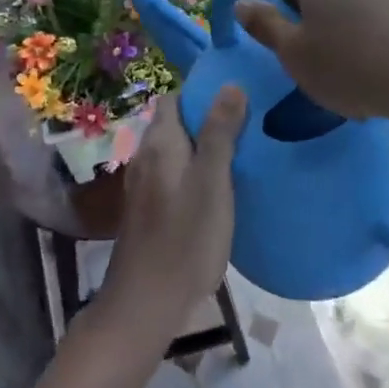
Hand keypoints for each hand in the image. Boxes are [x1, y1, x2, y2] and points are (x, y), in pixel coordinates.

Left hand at [97, 88, 246, 346]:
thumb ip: (220, 133)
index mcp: (160, 143)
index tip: (235, 97)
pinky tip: (216, 191)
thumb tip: (230, 84)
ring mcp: (143, 186)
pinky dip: (192, 174)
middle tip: (245, 127)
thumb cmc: (185, 238)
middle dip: (205, 120)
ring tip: (237, 156)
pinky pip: (172, 176)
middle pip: (174, 124)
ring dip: (200, 149)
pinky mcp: (147, 211)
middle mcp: (145, 157)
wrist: (146, 303)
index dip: (201, 93)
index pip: (173, 98)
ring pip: (174, 152)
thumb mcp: (213, 181)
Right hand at [233, 0, 388, 121]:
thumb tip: (240, 3)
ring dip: (341, 43)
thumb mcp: (293, 52)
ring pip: (344, 15)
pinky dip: (369, 46)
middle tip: (319, 72)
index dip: (283, 28)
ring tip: (351, 79)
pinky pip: (373, 25)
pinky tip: (377, 75)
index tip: (296, 59)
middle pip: (315, 1)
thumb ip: (264, 25)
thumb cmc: (348, 62)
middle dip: (314, 34)